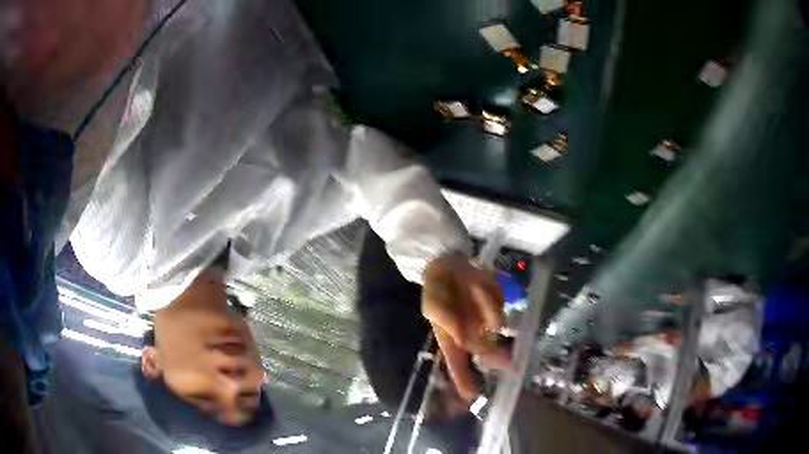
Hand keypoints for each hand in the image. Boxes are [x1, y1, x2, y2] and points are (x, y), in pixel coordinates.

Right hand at [422, 253, 509, 401]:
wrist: (449, 263)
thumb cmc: (437, 289)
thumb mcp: (433, 305)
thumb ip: (445, 321)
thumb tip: (462, 339)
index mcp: (452, 338)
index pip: (457, 363)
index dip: (463, 380)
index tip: (471, 396)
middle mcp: (471, 332)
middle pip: (486, 350)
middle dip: (496, 356)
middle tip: (508, 364)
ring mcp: (486, 319)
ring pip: (495, 321)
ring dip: (486, 306)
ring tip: (472, 287)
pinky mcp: (496, 304)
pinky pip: (499, 303)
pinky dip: (490, 294)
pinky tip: (477, 284)